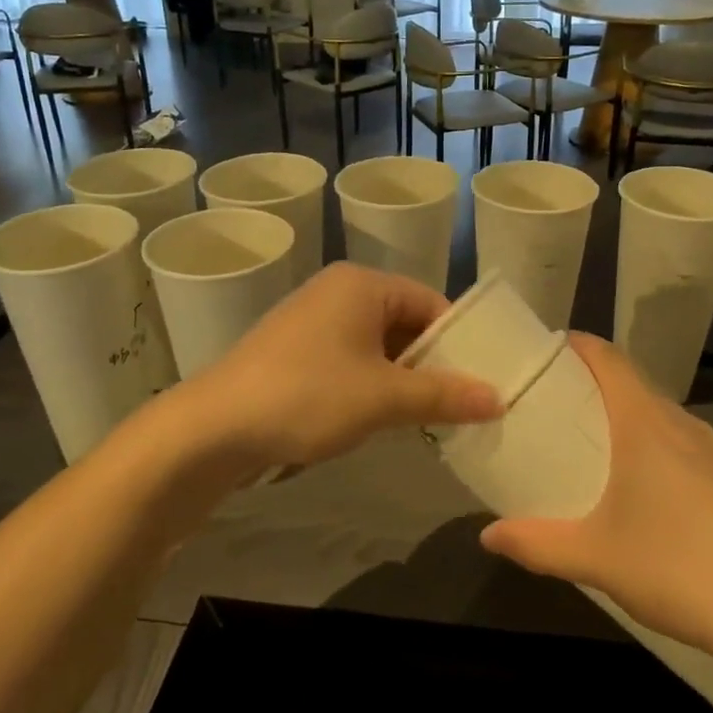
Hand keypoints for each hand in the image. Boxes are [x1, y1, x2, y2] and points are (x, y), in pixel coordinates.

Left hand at [191, 262, 501, 469]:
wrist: (213, 427)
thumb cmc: (307, 396)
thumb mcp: (383, 397)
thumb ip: (443, 395)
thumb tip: (499, 398)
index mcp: (362, 284)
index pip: (432, 302)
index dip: (461, 340)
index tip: (483, 378)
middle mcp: (338, 292)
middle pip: (405, 322)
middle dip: (432, 363)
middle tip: (463, 402)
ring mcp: (312, 320)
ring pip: (377, 345)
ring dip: (403, 378)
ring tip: (429, 416)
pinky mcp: (294, 351)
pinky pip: (350, 359)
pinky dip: (372, 384)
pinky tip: (382, 417)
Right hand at [479, 333, 712, 691]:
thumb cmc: (676, 570)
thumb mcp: (594, 559)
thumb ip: (536, 544)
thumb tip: (487, 536)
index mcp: (646, 427)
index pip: (610, 360)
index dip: (580, 346)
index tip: (553, 350)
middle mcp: (687, 427)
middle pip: (638, 389)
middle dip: (600, 391)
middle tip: (565, 415)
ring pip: (670, 423)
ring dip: (637, 427)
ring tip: (610, 459)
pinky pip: (697, 454)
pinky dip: (670, 458)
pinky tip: (665, 505)